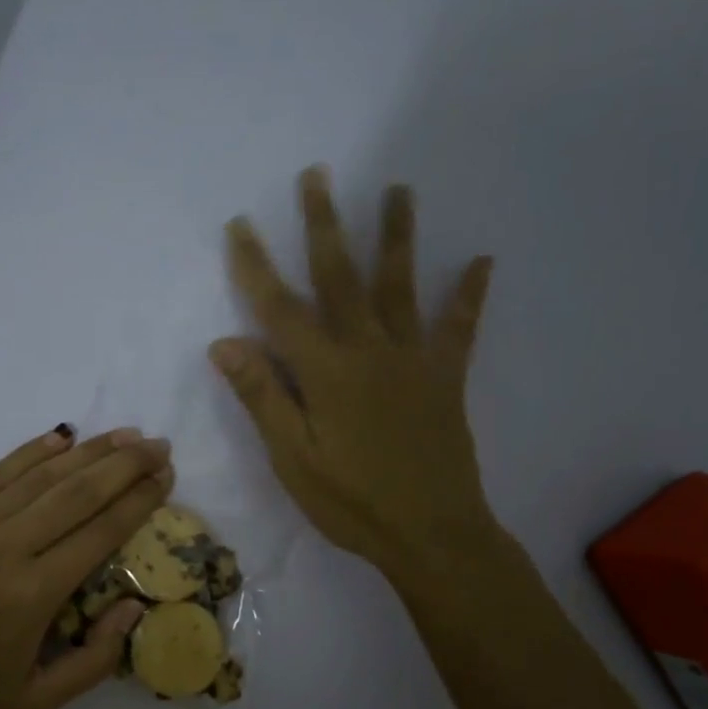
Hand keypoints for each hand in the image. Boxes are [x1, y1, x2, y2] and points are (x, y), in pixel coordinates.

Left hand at [0, 427, 172, 708]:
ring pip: (43, 474)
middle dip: (125, 465)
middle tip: (159, 445)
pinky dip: (34, 451)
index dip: (139, 501)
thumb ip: (95, 660)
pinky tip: (62, 436)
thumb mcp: (35, 701)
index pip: (101, 532)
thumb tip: (132, 607)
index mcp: (35, 594)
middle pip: (79, 492)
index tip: (166, 477)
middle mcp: (8, 547)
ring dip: (89, 451)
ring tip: (125, 435)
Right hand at [210, 166, 505, 590]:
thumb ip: (263, 395)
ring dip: (397, 235)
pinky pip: (459, 328)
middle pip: (342, 276)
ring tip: (399, 189)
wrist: (432, 534)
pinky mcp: (445, 377)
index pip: (280, 308)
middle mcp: (368, 349)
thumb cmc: (351, 501)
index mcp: (325, 371)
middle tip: (317, 174)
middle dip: (324, 223)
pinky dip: (469, 294)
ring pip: (400, 285)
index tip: (240, 224)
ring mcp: (412, 359)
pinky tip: (482, 260)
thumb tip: (225, 342)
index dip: (256, 265)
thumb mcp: (293, 457)